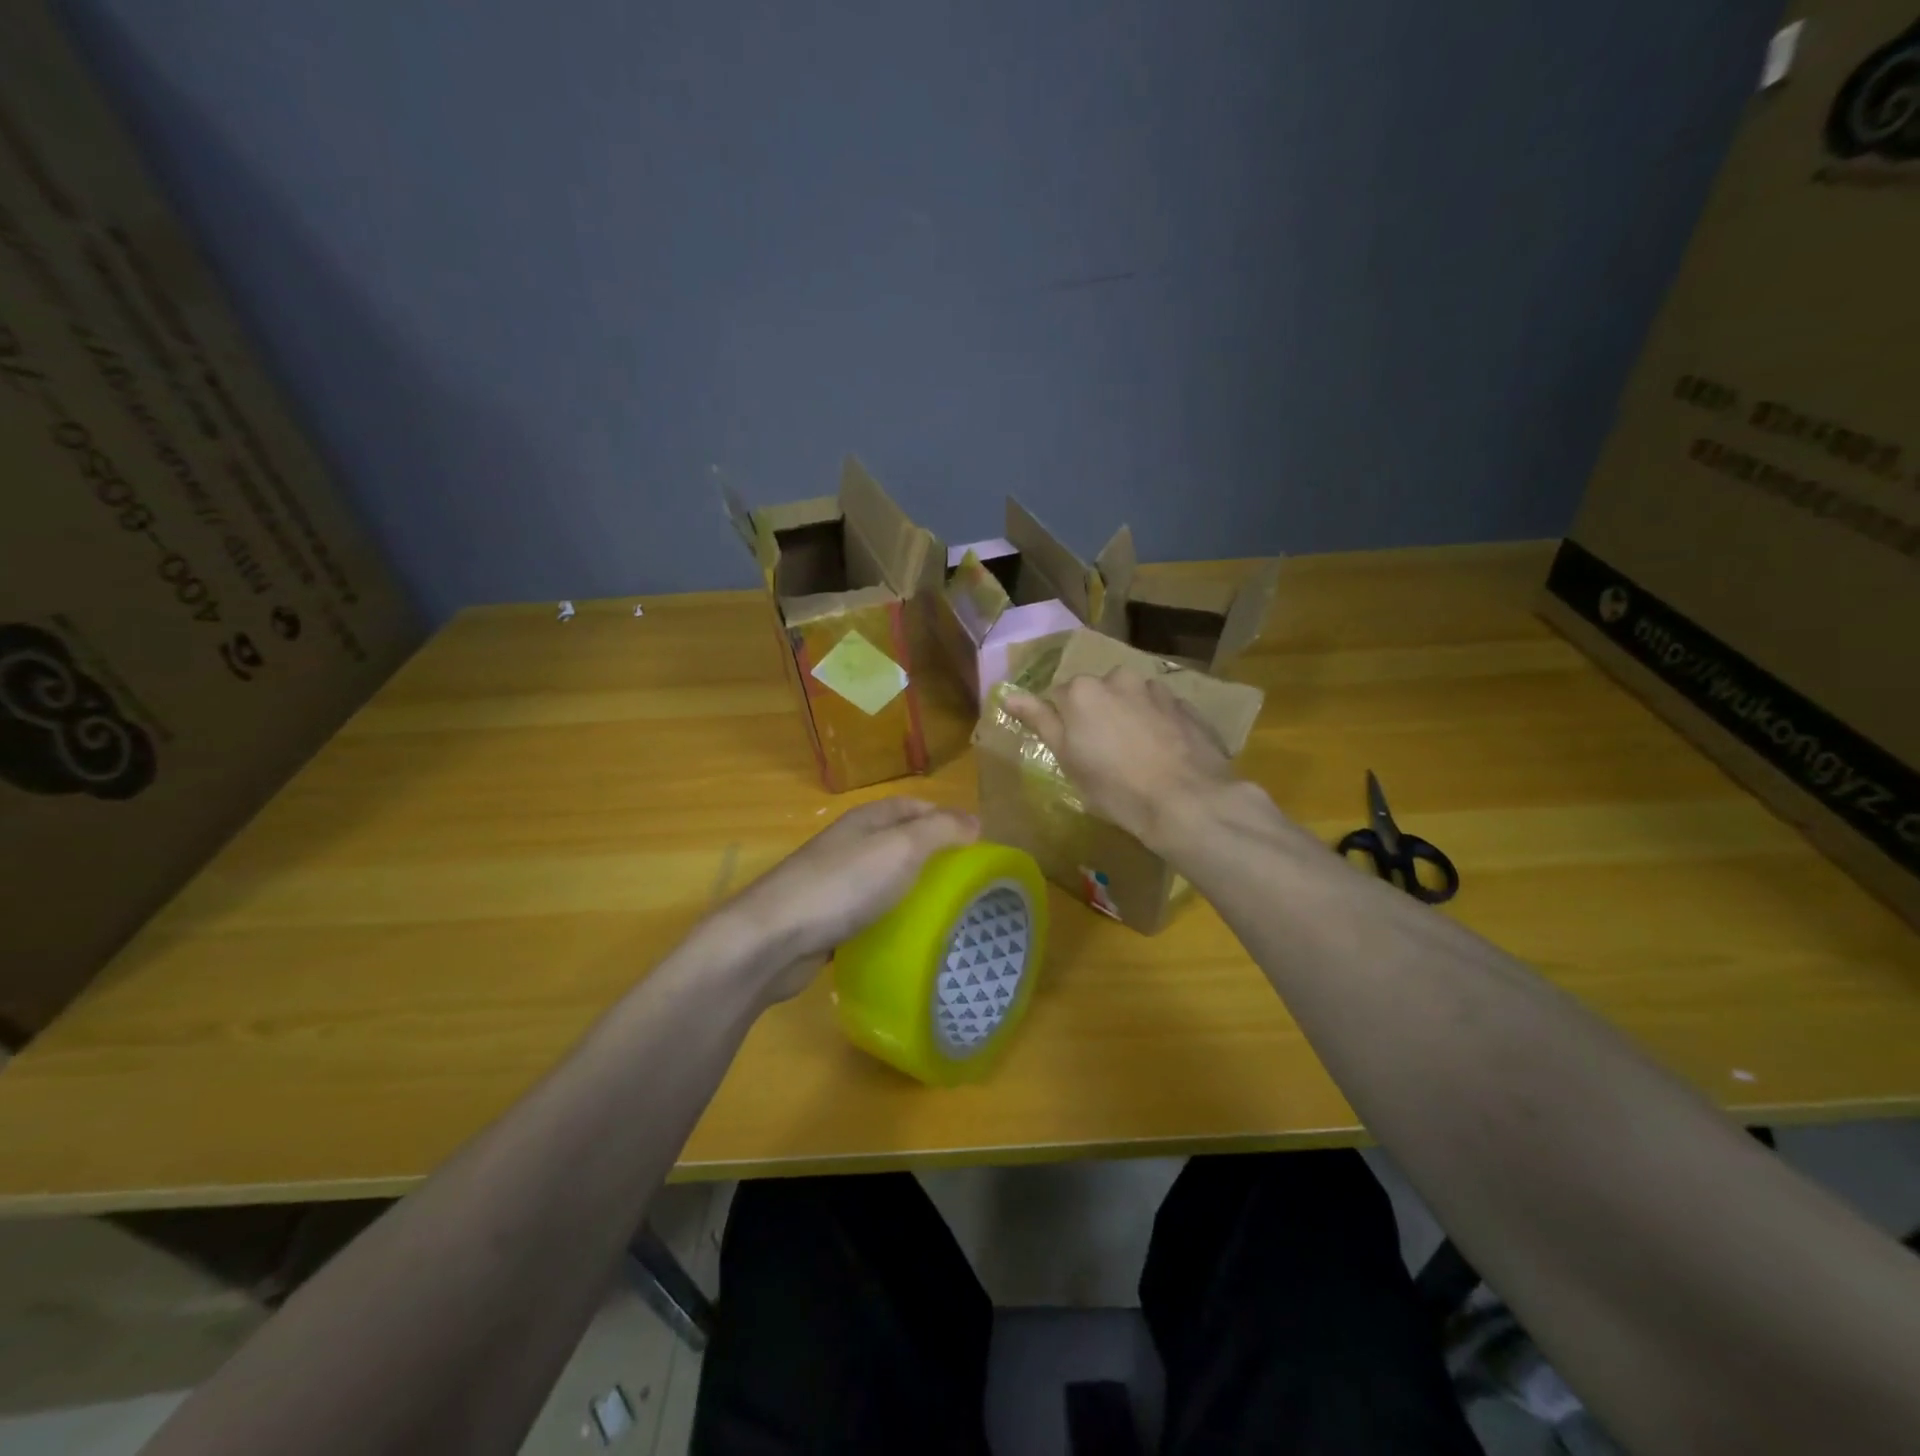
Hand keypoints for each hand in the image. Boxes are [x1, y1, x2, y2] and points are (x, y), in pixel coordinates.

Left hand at [725, 798, 978, 1001]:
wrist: (773, 938)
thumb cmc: (843, 885)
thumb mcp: (902, 848)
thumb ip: (940, 830)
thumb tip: (974, 820)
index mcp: (867, 820)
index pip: (914, 806)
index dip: (945, 818)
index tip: (975, 845)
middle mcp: (849, 845)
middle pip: (899, 842)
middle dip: (931, 858)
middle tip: (964, 885)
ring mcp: (834, 882)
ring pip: (883, 879)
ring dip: (910, 892)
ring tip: (943, 914)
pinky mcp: (825, 919)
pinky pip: (866, 913)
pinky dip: (887, 921)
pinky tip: (904, 940)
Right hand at [1005, 669, 1239, 847]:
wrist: (1187, 800)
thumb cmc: (1115, 787)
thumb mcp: (1067, 759)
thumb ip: (1040, 720)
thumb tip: (1008, 695)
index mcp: (1081, 691)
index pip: (1058, 698)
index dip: (1064, 725)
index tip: (1074, 750)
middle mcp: (1117, 678)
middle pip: (1096, 693)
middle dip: (1097, 715)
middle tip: (1105, 755)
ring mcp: (1155, 689)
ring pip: (1130, 699)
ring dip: (1128, 717)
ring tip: (1138, 755)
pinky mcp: (1186, 704)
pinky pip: (1160, 710)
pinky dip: (1157, 725)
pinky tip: (1164, 754)